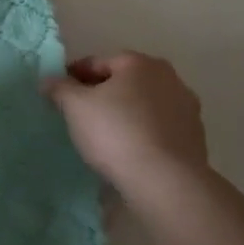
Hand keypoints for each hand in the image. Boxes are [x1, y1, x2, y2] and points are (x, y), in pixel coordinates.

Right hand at [43, 52, 207, 196]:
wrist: (166, 182)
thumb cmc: (116, 133)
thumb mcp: (75, 107)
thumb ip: (59, 88)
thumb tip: (49, 80)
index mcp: (139, 63)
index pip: (96, 62)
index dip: (73, 76)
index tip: (58, 95)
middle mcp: (167, 77)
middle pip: (124, 81)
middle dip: (102, 94)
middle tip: (79, 115)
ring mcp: (186, 107)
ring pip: (143, 105)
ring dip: (125, 114)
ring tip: (104, 137)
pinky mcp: (195, 137)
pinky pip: (158, 128)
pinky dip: (142, 134)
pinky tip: (128, 152)